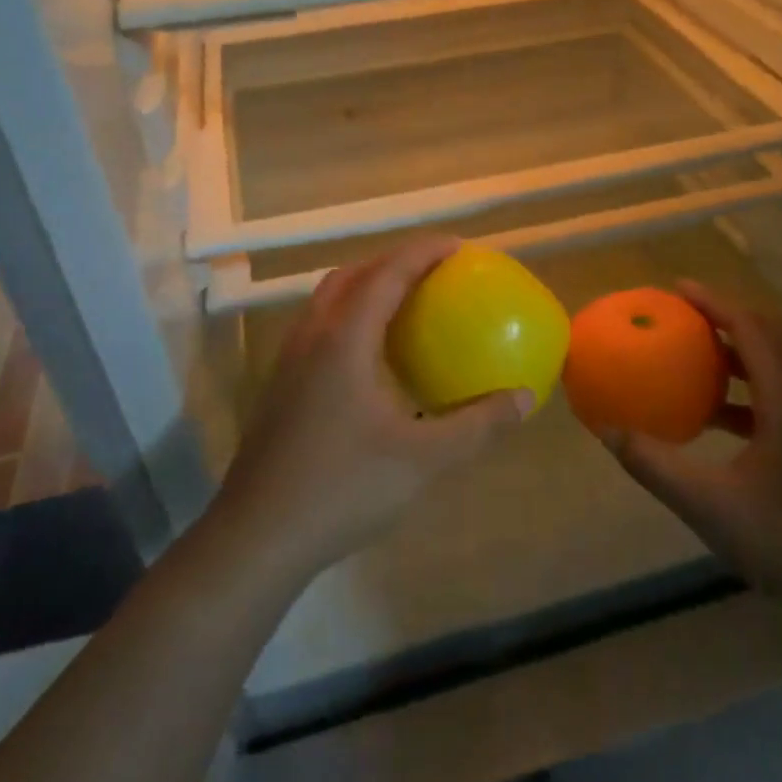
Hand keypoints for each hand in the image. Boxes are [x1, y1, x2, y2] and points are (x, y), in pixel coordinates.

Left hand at [215, 236, 531, 579]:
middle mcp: (311, 337)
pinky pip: (318, 329)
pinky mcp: (279, 387)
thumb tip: (524, 398)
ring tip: (404, 302)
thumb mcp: (423, 460)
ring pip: (328, 301)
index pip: (387, 275)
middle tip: (433, 269)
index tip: (458, 245)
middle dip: (392, 261)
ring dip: (365, 287)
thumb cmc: (343, 488)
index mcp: (344, 340)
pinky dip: (349, 318)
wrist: (257, 536)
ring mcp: (288, 362)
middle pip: (351, 276)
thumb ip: (477, 425)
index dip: (422, 252)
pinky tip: (371, 358)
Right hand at [595, 282, 781, 620]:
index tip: (676, 288)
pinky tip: (718, 414)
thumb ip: (654, 465)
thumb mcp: (709, 505)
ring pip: (779, 363)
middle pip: (770, 335)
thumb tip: (607, 430)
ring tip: (696, 353)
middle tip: (682, 313)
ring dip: (739, 349)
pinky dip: (749, 385)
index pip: (750, 328)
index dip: (713, 302)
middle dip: (725, 316)